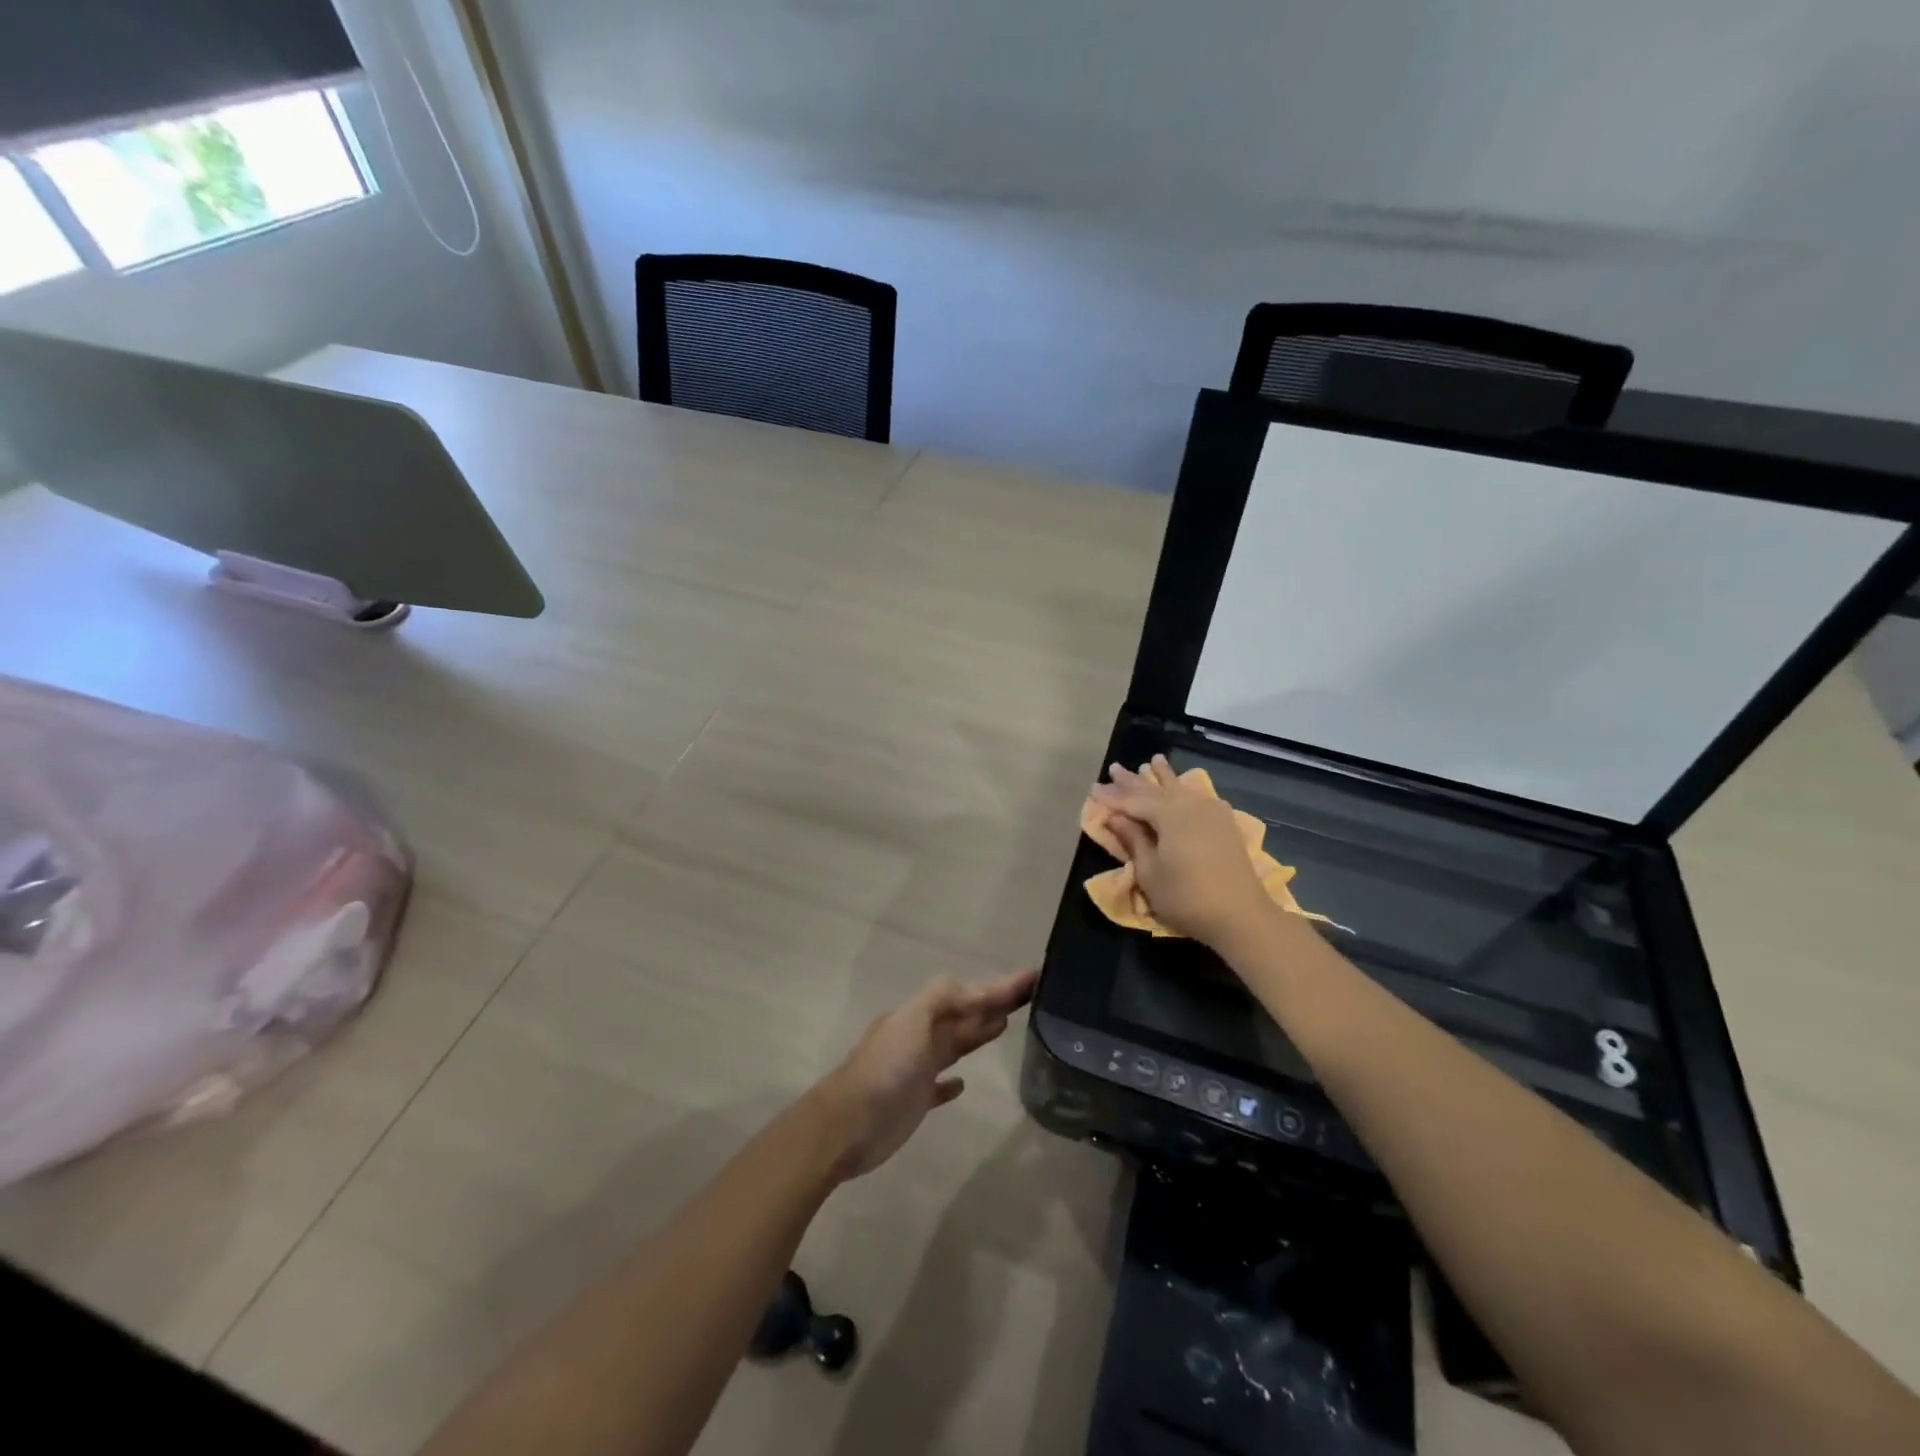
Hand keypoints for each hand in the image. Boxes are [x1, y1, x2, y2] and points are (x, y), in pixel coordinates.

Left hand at [810, 968, 1038, 1179]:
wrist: (847, 1126)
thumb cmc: (883, 1071)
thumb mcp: (912, 1022)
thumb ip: (943, 999)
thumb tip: (979, 992)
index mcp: (919, 1016)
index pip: (966, 994)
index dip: (998, 987)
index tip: (1031, 977)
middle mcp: (919, 1037)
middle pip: (963, 1015)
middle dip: (994, 1003)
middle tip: (1029, 996)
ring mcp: (916, 1070)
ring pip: (954, 1044)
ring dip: (978, 1032)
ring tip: (1006, 1024)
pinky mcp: (914, 1101)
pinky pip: (939, 1085)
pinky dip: (952, 1081)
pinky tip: (963, 1083)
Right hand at [1088, 755, 1274, 948]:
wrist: (1241, 916)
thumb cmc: (1186, 897)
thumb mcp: (1150, 872)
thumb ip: (1133, 840)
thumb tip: (1115, 817)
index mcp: (1169, 814)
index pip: (1133, 800)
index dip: (1112, 796)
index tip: (1092, 788)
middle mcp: (1190, 805)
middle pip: (1155, 789)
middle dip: (1133, 781)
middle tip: (1115, 768)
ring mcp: (1211, 812)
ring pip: (1179, 788)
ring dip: (1162, 777)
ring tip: (1153, 760)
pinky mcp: (1224, 824)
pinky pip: (1196, 796)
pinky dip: (1183, 789)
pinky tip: (1182, 786)